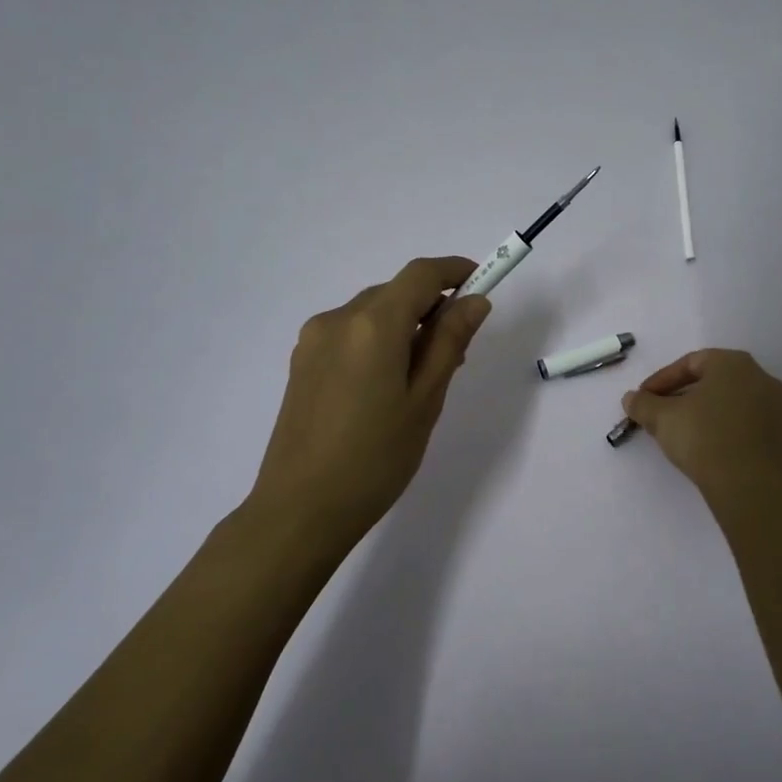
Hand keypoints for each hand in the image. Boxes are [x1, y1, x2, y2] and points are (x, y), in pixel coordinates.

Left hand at [246, 256, 491, 549]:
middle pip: (395, 292)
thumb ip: (450, 342)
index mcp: (372, 324)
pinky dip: (378, 341)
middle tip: (458, 351)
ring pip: (372, 313)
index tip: (482, 283)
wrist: (300, 510)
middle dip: (431, 307)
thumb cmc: (376, 458)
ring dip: (404, 326)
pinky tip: (386, 385)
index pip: (420, 275)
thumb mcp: (425, 400)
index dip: (454, 271)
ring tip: (422, 376)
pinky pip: (350, 334)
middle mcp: (337, 319)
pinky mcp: (302, 362)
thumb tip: (474, 301)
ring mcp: (313, 340)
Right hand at [621, 348, 781, 494]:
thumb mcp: (662, 418)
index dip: (661, 380)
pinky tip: (705, 444)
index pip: (689, 363)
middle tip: (659, 413)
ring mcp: (775, 405)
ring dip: (702, 411)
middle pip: (711, 380)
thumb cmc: (702, 437)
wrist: (746, 484)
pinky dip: (722, 426)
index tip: (643, 399)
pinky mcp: (779, 433)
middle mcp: (759, 376)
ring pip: (728, 401)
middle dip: (682, 395)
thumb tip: (630, 399)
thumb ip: (643, 404)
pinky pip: (743, 421)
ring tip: (680, 430)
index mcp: (733, 362)